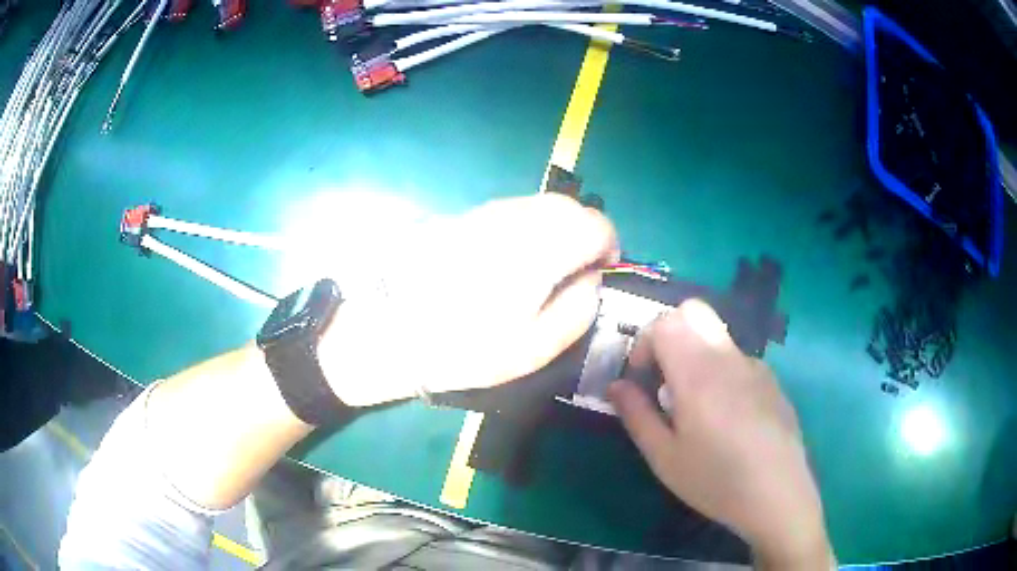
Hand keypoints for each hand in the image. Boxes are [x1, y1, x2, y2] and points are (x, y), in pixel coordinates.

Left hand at [318, 194, 617, 406]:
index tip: (598, 275)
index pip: (596, 224)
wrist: (384, 331)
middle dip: (583, 234)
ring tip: (538, 269)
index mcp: (540, 248)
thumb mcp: (533, 349)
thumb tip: (591, 279)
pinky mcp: (460, 216)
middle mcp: (515, 217)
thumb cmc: (461, 348)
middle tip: (571, 273)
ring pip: (538, 204)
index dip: (608, 248)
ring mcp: (484, 212)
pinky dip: (524, 227)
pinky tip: (504, 261)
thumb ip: (577, 310)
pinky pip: (509, 211)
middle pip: (569, 206)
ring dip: (554, 228)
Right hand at [608, 300, 833, 568]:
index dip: (644, 341)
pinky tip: (726, 416)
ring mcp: (755, 365)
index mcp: (698, 373)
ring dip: (694, 352)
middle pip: (694, 311)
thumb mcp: (664, 457)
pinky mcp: (771, 379)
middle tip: (662, 375)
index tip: (641, 376)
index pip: (666, 322)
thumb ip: (636, 415)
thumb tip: (616, 386)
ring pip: (716, 335)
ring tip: (693, 404)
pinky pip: (737, 359)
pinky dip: (720, 370)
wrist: (778, 494)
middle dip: (669, 333)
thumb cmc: (715, 480)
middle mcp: (728, 357)